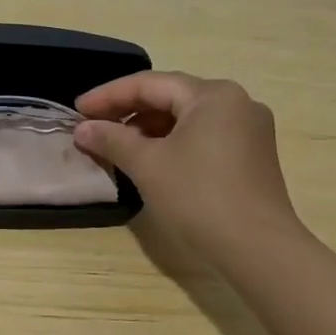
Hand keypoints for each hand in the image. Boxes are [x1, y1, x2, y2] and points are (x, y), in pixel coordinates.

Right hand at [74, 72, 300, 260]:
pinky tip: (150, 159)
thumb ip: (112, 140)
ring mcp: (249, 130)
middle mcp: (236, 103)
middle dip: (128, 110)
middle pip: (170, 97)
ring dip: (148, 128)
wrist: (258, 250)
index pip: (149, 84)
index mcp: (212, 95)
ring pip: (186, 118)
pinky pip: (203, 136)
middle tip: (92, 125)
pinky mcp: (252, 156)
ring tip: (116, 145)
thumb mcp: (147, 165)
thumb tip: (83, 129)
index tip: (77, 109)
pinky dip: (172, 142)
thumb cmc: (199, 197)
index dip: (108, 95)